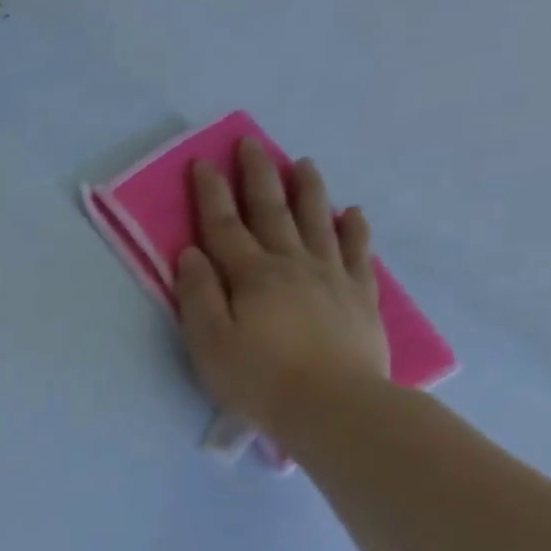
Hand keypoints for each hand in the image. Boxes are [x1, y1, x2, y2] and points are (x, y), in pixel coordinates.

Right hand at [176, 139, 389, 439]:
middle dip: (257, 176)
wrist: (333, 406)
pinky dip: (353, 228)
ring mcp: (331, 277)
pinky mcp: (359, 297)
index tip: (202, 163)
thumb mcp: (208, 342)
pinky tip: (352, 213)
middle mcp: (292, 265)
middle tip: (250, 144)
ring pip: (318, 222)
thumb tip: (191, 254)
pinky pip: (357, 251)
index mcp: (250, 276)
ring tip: (302, 163)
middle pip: (272, 212)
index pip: (224, 226)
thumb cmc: (257, 379)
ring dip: (307, 190)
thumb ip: (198, 295)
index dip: (211, 194)